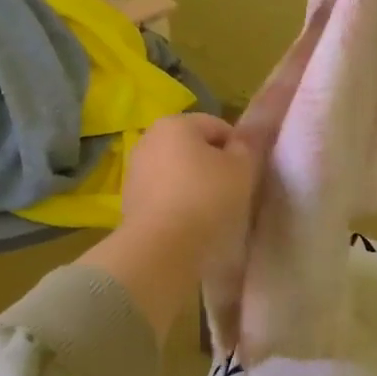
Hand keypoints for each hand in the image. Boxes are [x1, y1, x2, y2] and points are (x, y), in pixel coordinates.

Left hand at [120, 113, 257, 264]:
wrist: (161, 252)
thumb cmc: (206, 200)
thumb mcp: (242, 169)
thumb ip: (248, 145)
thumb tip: (245, 135)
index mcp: (175, 123)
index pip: (218, 127)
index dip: (239, 151)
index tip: (247, 177)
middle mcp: (149, 140)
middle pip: (195, 149)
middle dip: (215, 168)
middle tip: (233, 196)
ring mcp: (135, 172)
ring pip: (178, 174)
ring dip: (196, 188)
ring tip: (212, 217)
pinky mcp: (128, 203)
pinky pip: (164, 197)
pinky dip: (178, 207)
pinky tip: (190, 229)